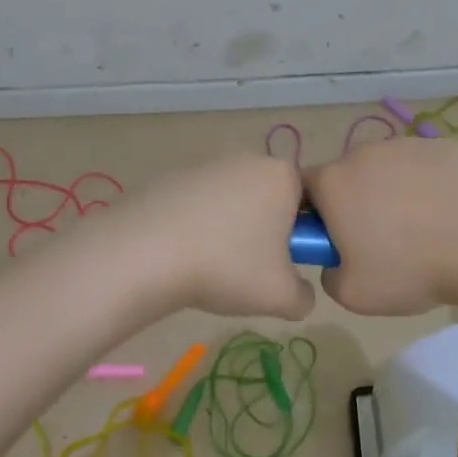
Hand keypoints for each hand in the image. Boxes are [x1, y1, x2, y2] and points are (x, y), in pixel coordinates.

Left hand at [108, 154, 315, 319]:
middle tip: (251, 271)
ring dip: (232, 231)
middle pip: (272, 200)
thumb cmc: (227, 266)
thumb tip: (299, 293)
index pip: (312, 202)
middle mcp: (250, 159)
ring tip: (212, 267)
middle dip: (267, 232)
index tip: (284, 265)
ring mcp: (209, 164)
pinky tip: (184, 255)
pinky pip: (201, 205)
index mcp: (283, 176)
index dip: (303, 236)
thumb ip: (305, 296)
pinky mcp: (175, 176)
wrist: (145, 253)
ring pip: (235, 203)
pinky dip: (199, 227)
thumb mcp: (281, 297)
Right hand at [304, 137, 457, 315]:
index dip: (316, 216)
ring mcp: (408, 144)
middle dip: (358, 204)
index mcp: (333, 182)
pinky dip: (431, 186)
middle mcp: (364, 152)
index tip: (337, 242)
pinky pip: (426, 167)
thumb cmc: (411, 270)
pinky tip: (452, 215)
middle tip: (383, 242)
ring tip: (425, 231)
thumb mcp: (352, 295)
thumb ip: (329, 274)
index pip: (304, 190)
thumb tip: (337, 260)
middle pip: (349, 176)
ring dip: (395, 193)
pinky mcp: (445, 145)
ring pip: (389, 170)